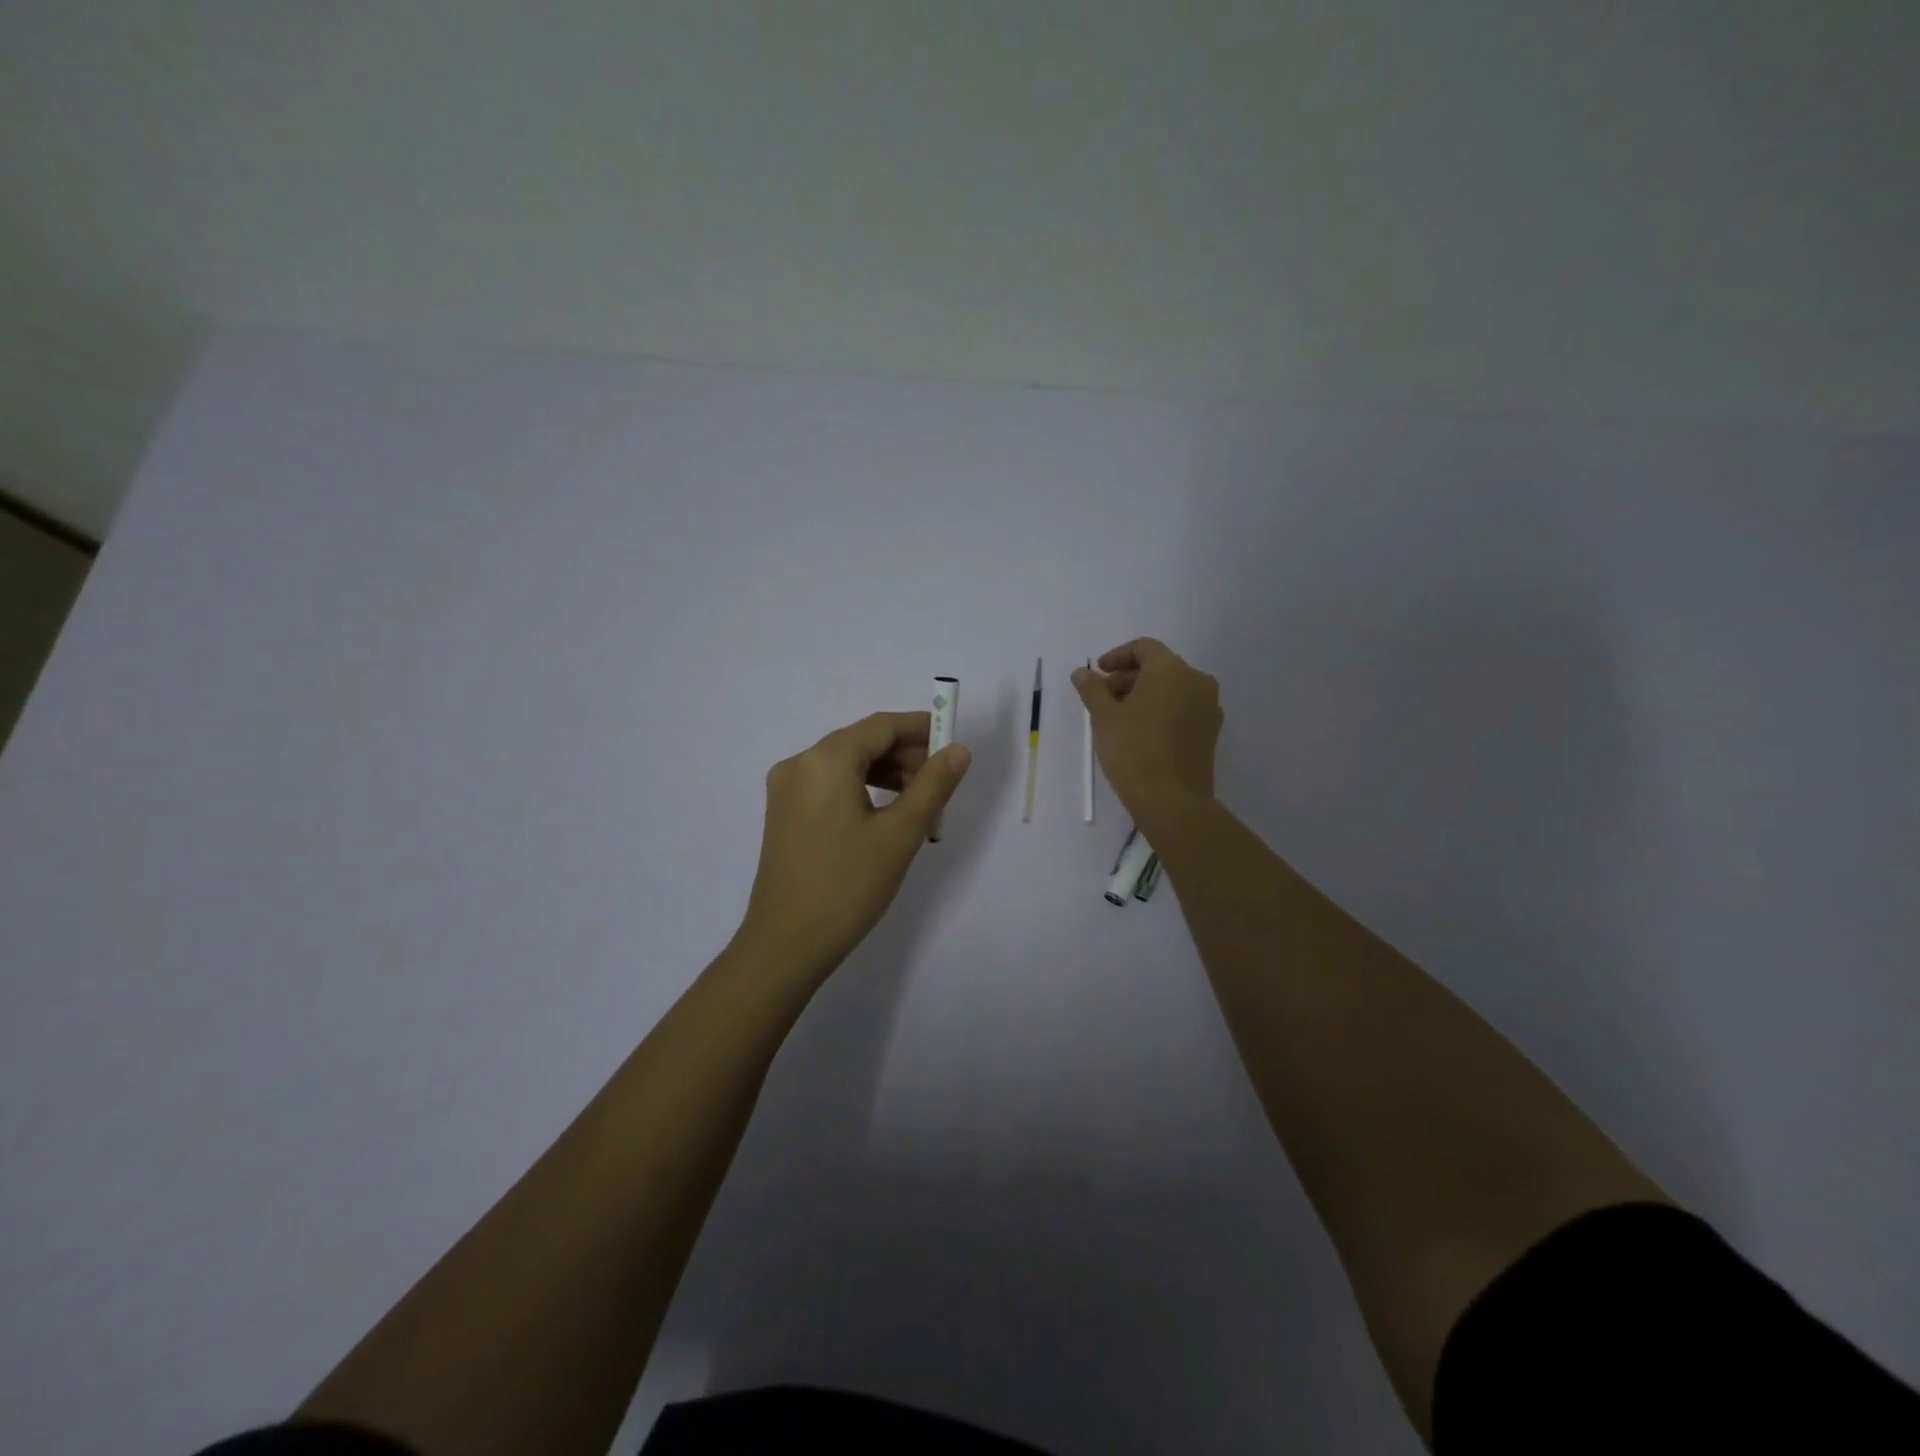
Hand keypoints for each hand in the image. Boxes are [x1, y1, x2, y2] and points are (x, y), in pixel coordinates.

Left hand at [735, 710, 971, 982]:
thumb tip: (958, 750)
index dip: (920, 728)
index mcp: (825, 760)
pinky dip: (861, 788)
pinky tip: (885, 813)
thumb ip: (933, 786)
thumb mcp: (900, 834)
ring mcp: (787, 789)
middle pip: (861, 741)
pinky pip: (829, 784)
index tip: (953, 744)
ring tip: (919, 802)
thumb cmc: (848, 885)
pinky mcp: (784, 813)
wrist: (786, 944)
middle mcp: (800, 764)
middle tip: (940, 782)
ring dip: (885, 772)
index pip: (881, 726)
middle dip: (905, 754)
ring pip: (846, 763)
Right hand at [1072, 637, 1221, 825]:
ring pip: (1172, 688)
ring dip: (1145, 694)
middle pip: (1159, 667)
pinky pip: (1184, 707)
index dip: (1117, 657)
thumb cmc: (1133, 750)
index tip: (1098, 674)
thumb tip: (1082, 672)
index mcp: (1171, 669)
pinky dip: (1162, 709)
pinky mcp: (1211, 730)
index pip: (1143, 648)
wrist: (1173, 801)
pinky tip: (1142, 731)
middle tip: (1103, 699)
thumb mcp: (1104, 717)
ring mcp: (1209, 706)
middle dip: (1129, 678)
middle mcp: (1196, 680)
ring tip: (1120, 718)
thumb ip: (1093, 689)